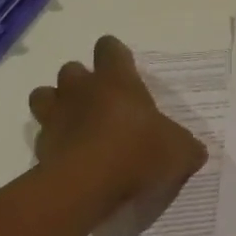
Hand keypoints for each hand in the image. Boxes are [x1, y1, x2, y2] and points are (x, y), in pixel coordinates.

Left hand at [29, 36, 206, 214]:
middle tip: (101, 103)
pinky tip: (69, 158)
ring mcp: (56, 116)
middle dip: (82, 81)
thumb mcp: (179, 152)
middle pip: (72, 68)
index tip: (124, 69)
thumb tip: (194, 152)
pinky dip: (53, 143)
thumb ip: (186, 147)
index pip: (109, 48)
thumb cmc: (137, 154)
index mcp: (117, 80)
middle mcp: (82, 90)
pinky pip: (42, 135)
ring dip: (56, 104)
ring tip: (75, 124)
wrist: (86, 186)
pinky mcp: (40, 147)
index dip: (115, 55)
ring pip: (44, 95)